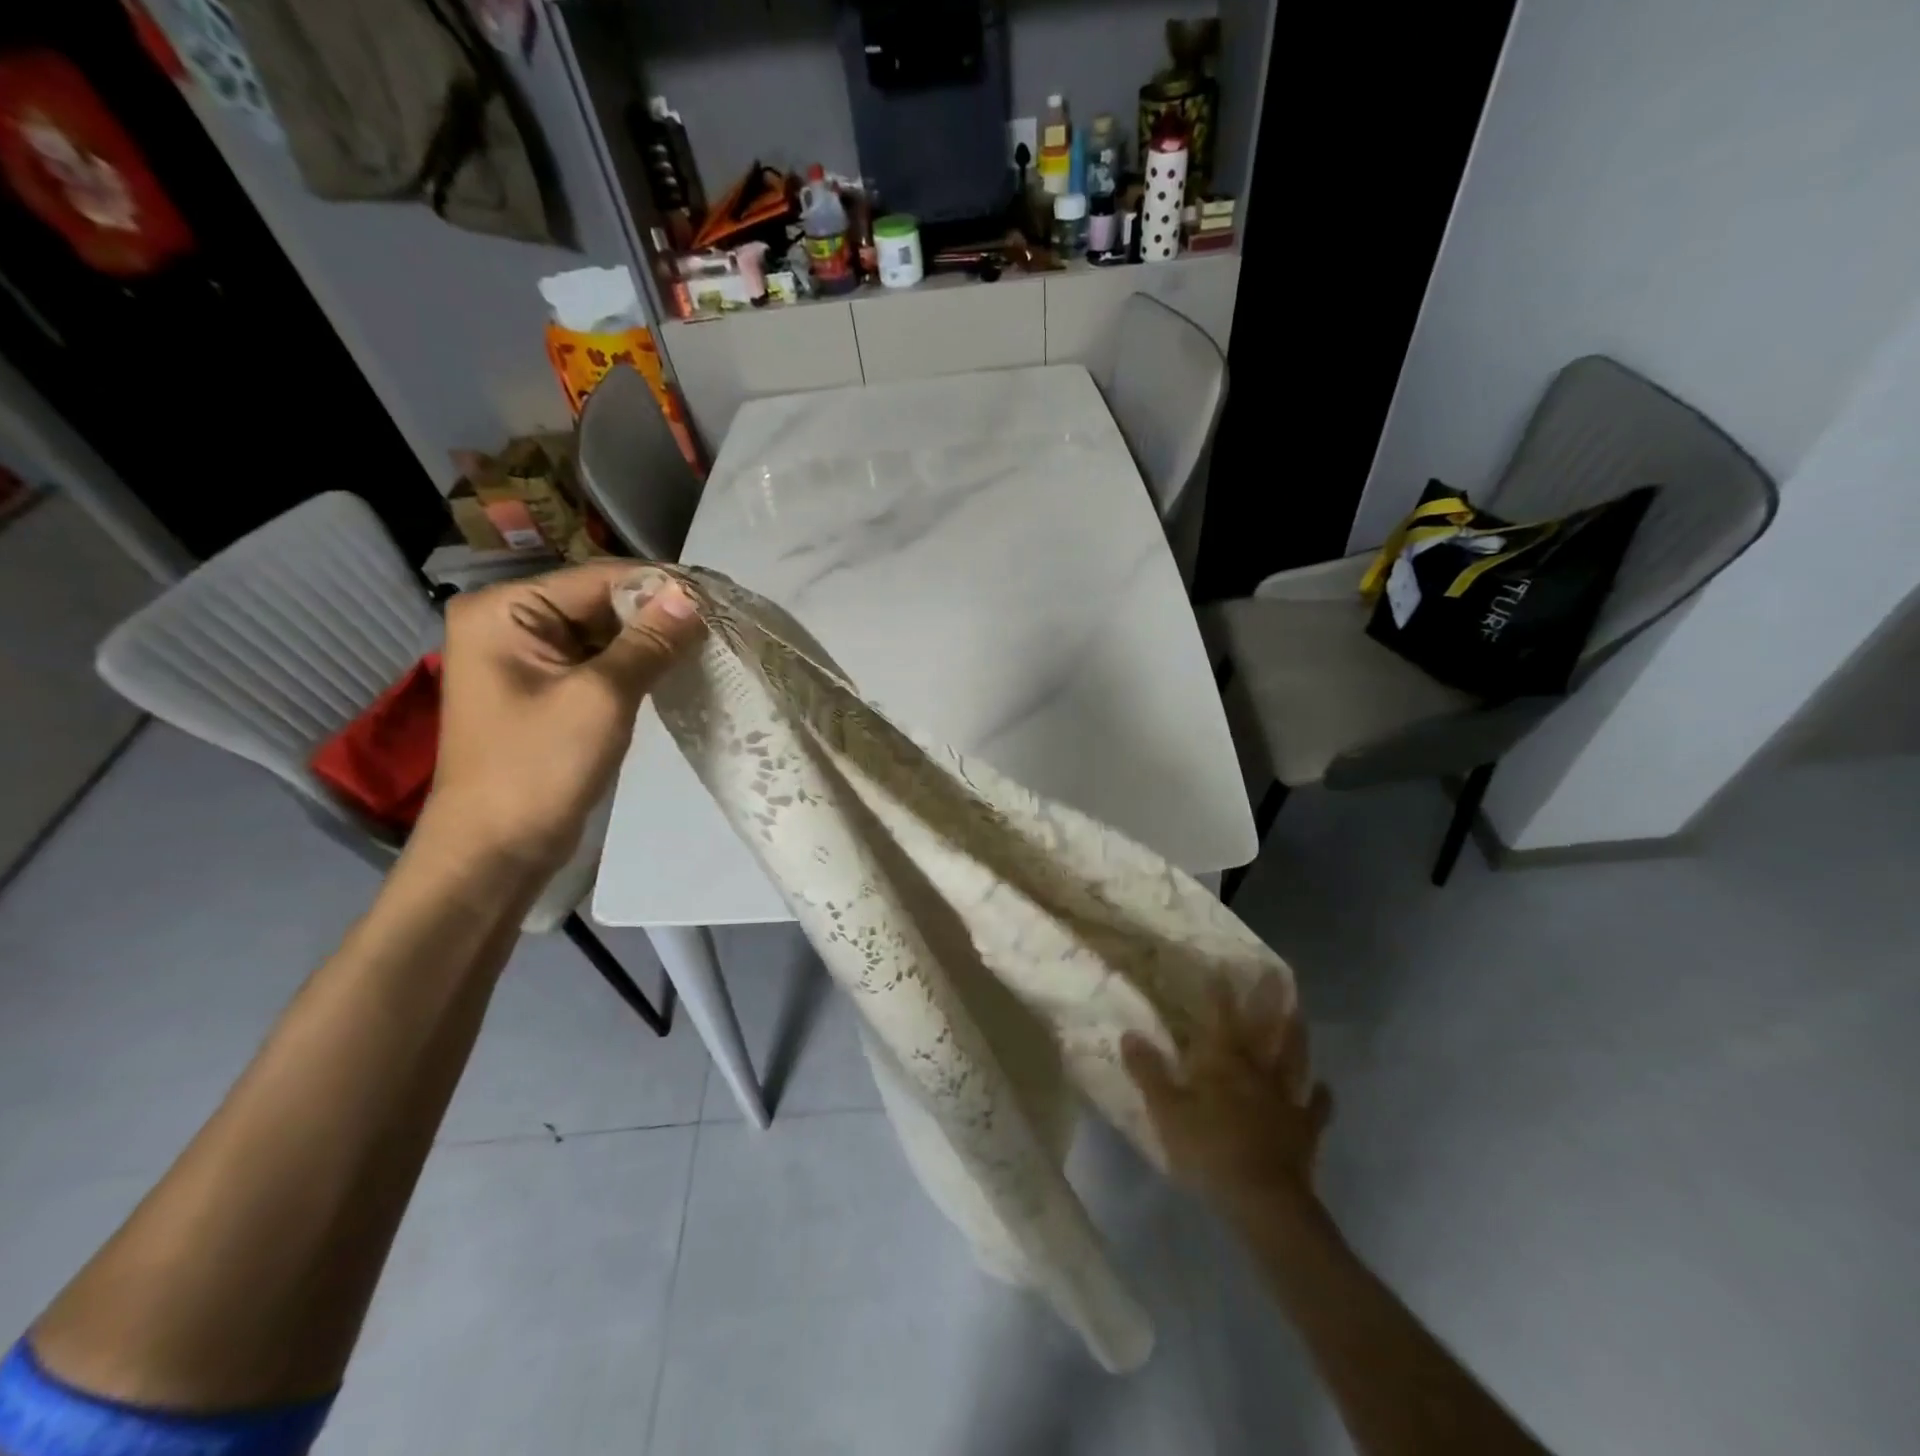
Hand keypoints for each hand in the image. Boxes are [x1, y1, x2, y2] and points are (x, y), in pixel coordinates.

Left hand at [421, 562, 704, 874]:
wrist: (497, 851)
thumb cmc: (539, 767)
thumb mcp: (602, 698)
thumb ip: (648, 643)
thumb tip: (691, 598)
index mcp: (505, 610)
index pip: (598, 579)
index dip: (661, 586)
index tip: (719, 597)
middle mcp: (509, 623)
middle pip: (600, 602)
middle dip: (658, 614)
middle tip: (721, 624)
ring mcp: (526, 659)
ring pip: (604, 634)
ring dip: (652, 641)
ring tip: (709, 644)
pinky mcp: (545, 691)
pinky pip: (598, 663)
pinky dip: (636, 665)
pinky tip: (676, 669)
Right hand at [1123, 977, 1332, 1216]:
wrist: (1263, 1200)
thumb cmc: (1209, 1149)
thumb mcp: (1167, 1110)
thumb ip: (1149, 1071)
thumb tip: (1129, 1034)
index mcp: (1224, 1063)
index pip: (1221, 1017)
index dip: (1221, 992)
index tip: (1222, 966)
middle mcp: (1258, 1071)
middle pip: (1266, 1029)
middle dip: (1269, 1000)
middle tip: (1278, 973)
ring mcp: (1286, 1099)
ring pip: (1294, 1058)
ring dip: (1297, 1034)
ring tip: (1300, 1012)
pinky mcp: (1305, 1129)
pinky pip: (1316, 1108)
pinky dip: (1321, 1095)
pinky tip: (1324, 1086)